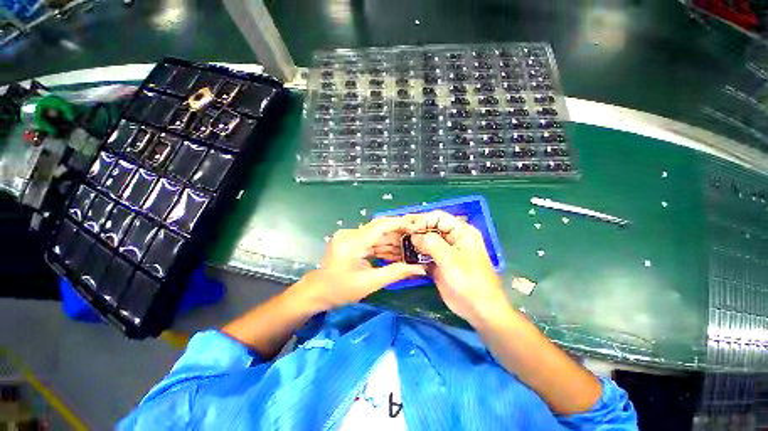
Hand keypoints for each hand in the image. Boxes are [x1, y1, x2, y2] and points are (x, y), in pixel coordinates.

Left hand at [296, 217, 426, 310]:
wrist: (317, 292)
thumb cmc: (340, 290)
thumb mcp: (369, 283)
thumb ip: (396, 273)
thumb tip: (420, 269)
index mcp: (352, 242)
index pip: (380, 226)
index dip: (399, 224)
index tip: (416, 227)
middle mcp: (350, 234)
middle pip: (379, 229)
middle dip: (399, 234)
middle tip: (417, 240)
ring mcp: (349, 236)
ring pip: (376, 235)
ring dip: (392, 242)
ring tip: (410, 249)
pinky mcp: (350, 241)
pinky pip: (371, 241)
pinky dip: (383, 247)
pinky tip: (396, 253)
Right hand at [404, 211, 509, 324]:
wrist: (479, 309)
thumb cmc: (469, 281)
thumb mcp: (450, 259)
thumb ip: (431, 243)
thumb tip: (414, 235)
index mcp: (461, 232)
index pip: (438, 217)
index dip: (422, 220)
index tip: (408, 228)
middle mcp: (452, 238)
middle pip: (431, 227)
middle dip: (416, 230)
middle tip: (399, 233)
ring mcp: (445, 251)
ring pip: (427, 241)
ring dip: (414, 241)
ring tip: (399, 243)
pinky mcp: (439, 263)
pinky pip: (425, 254)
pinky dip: (416, 254)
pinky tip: (405, 255)